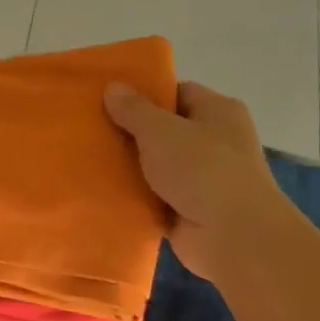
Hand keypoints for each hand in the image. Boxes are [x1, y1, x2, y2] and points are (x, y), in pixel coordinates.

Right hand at [105, 80, 277, 280]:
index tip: (109, 101)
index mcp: (218, 111)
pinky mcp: (189, 209)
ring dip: (130, 168)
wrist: (231, 234)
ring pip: (157, 166)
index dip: (145, 95)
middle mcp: (215, 141)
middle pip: (165, 131)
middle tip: (92, 131)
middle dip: (132, 133)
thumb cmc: (201, 168)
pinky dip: (135, 197)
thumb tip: (113, 86)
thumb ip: (134, 110)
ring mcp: (203, 178)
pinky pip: (155, 197)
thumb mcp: (161, 130)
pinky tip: (103, 192)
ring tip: (88, 161)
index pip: (178, 93)